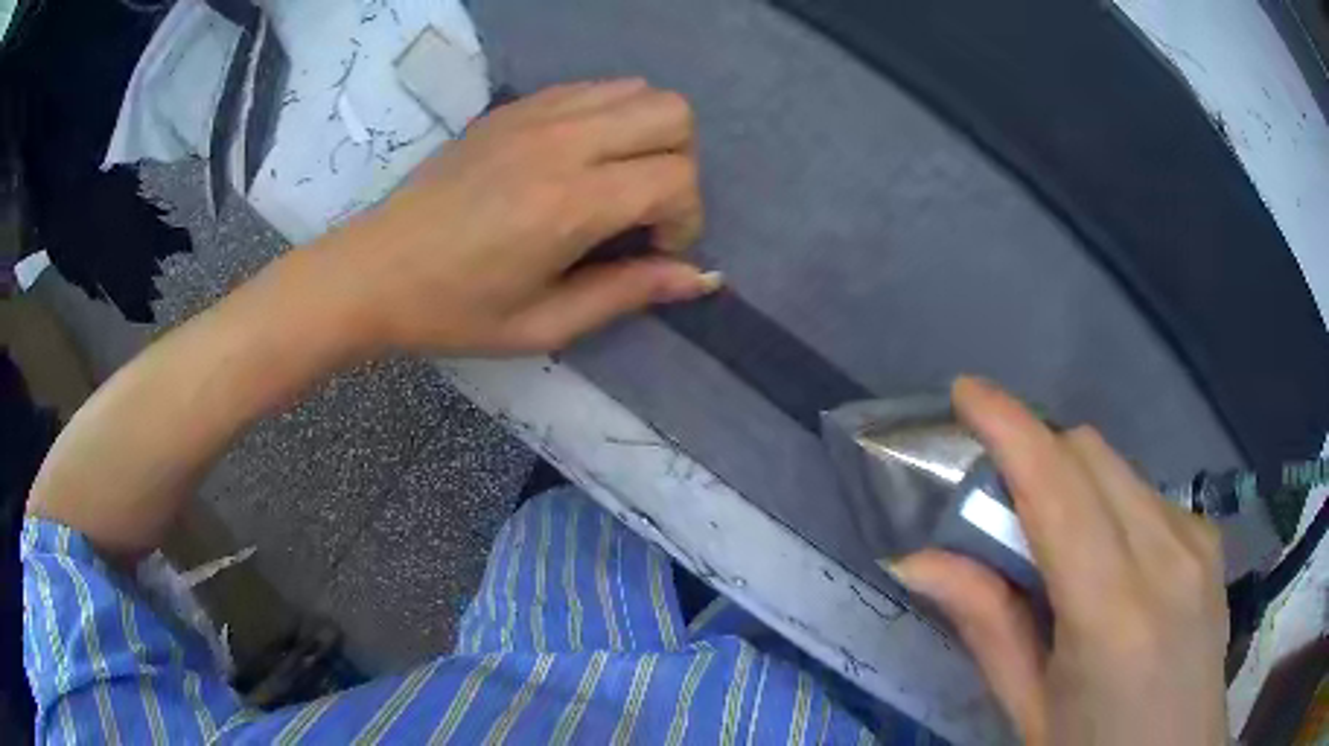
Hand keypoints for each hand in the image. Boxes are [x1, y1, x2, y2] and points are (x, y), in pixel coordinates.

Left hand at [320, 78, 717, 354]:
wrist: (374, 270)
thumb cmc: (453, 310)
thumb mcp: (543, 324)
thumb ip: (628, 293)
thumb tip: (700, 277)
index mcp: (569, 203)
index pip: (677, 178)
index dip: (684, 220)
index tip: (653, 251)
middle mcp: (561, 142)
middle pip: (673, 114)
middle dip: (679, 164)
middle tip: (643, 208)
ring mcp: (535, 114)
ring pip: (639, 90)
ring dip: (647, 135)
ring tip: (616, 180)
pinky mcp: (514, 106)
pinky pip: (593, 88)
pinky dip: (610, 116)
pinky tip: (581, 157)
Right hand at [890, 377, 1227, 744]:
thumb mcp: (1031, 711)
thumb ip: (987, 628)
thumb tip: (920, 560)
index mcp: (1113, 614)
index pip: (1058, 489)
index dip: (1010, 427)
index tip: (966, 393)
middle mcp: (1167, 555)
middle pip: (1091, 455)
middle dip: (1037, 453)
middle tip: (998, 501)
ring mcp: (1197, 539)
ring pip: (1120, 469)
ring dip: (1073, 481)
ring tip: (1053, 545)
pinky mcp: (1209, 538)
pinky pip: (1147, 494)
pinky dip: (1110, 505)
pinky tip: (1108, 562)